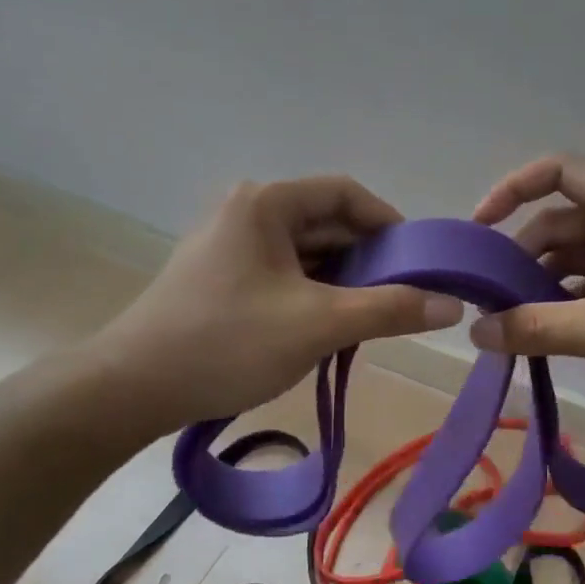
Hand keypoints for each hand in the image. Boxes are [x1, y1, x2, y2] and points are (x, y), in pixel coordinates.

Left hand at [100, 176, 463, 428]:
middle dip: (368, 260)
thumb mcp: (319, 324)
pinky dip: (314, 296)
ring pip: (307, 254)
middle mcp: (247, 212)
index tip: (420, 263)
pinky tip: (328, 329)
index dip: (390, 225)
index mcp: (266, 203)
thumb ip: (390, 309)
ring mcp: (231, 246)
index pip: (346, 194)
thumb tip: (453, 303)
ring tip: (370, 319)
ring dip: (343, 282)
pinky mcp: (222, 278)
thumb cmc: (228, 343)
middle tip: (402, 299)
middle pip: (327, 224)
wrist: (132, 389)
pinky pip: (284, 275)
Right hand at [470, 155, 584, 410]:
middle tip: (494, 295)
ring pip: (583, 251)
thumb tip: (477, 331)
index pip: (557, 170)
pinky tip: (561, 332)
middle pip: (563, 217)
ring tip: (520, 320)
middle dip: (524, 251)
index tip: (481, 230)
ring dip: (549, 279)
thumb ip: (538, 328)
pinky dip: (577, 297)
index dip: (512, 189)